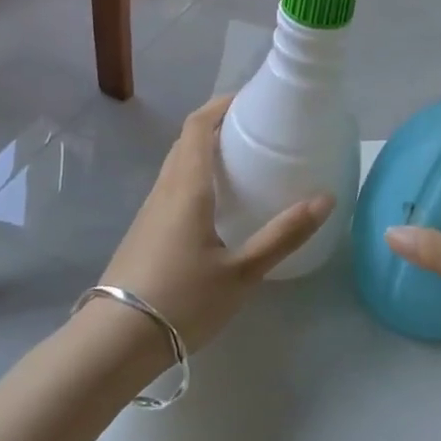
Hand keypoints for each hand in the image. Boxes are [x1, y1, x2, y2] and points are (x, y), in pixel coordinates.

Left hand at [97, 94, 333, 354]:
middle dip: (217, 124)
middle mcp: (165, 189)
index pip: (198, 126)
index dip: (222, 104)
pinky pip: (172, 187)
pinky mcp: (144, 232)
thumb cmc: (182, 300)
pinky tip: (216, 204)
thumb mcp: (242, 272)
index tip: (251, 98)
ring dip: (204, 150)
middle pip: (186, 140)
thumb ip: (283, 235)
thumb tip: (325, 199)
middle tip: (255, 128)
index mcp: (187, 187)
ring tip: (241, 161)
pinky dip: (195, 176)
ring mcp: (150, 211)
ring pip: (177, 164)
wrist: (114, 342)